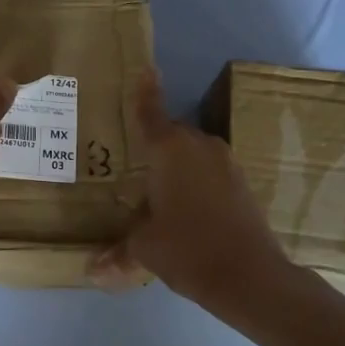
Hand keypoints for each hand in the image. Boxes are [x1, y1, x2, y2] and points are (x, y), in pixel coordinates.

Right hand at [93, 69, 290, 311]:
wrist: (251, 277)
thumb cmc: (187, 249)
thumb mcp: (144, 249)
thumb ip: (119, 251)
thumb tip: (93, 271)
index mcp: (168, 150)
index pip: (150, 112)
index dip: (145, 91)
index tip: (145, 69)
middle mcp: (198, 146)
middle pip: (172, 134)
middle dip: (155, 145)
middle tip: (134, 161)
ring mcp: (226, 163)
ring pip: (194, 154)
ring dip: (178, 166)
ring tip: (159, 190)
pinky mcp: (243, 184)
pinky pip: (210, 172)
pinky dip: (197, 182)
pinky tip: (187, 209)